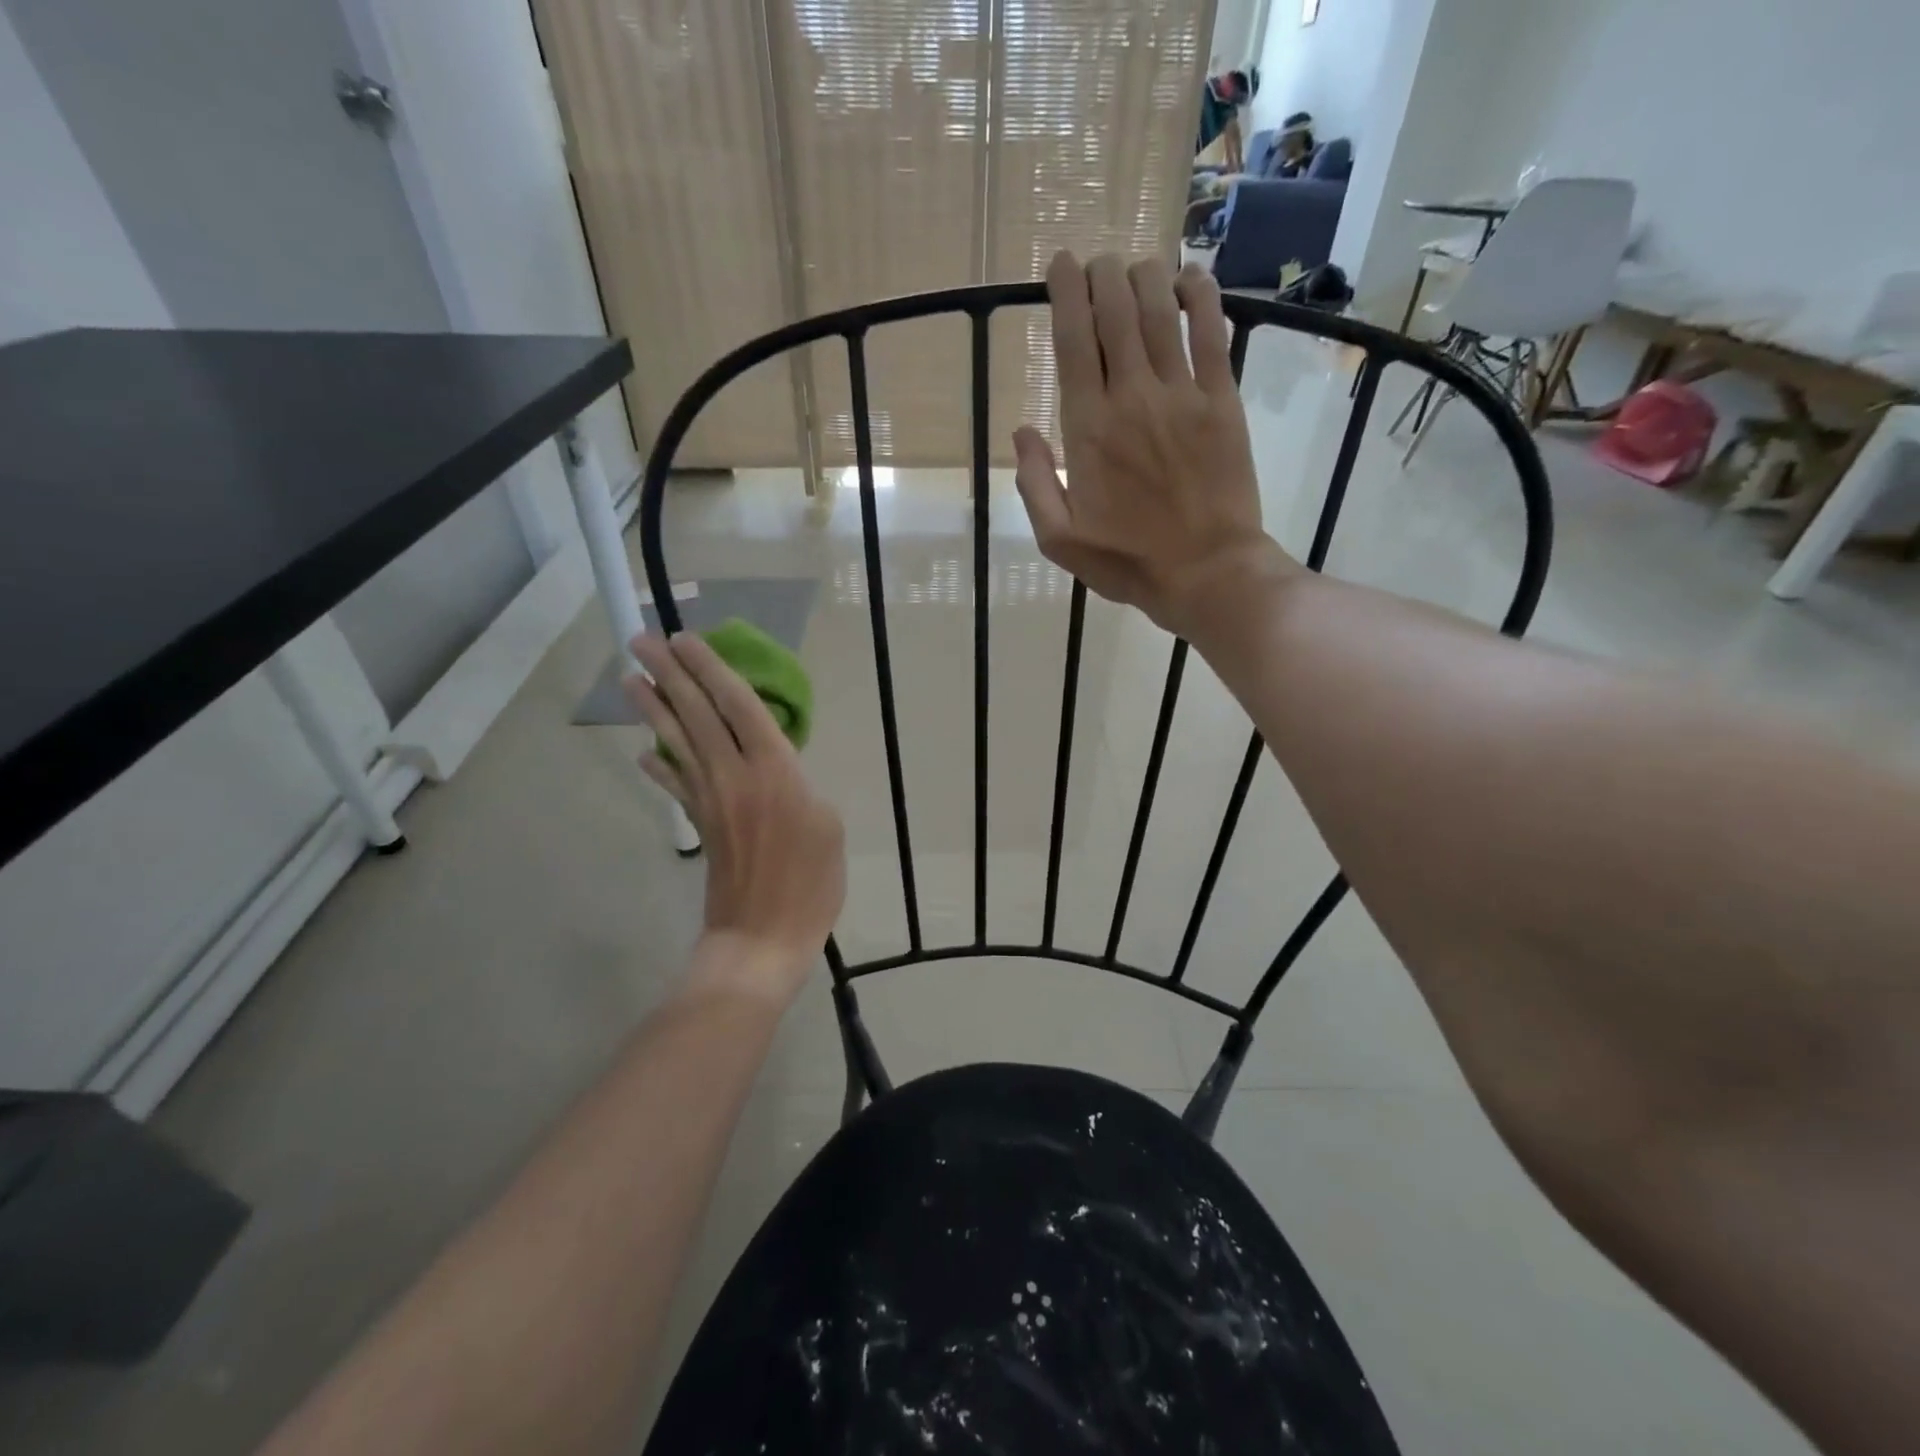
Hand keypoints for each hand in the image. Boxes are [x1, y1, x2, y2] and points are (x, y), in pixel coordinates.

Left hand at [626, 634, 844, 1001]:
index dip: (713, 670)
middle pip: (697, 714)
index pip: (738, 706)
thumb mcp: (829, 826)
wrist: (761, 938)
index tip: (688, 639)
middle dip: (670, 674)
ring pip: (676, 742)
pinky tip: (643, 754)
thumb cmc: (809, 884)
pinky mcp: (700, 824)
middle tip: (643, 640)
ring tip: (630, 678)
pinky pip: (675, 785)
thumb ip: (801, 785)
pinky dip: (658, 766)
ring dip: (652, 708)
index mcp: (774, 770)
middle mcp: (734, 775)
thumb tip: (776, 769)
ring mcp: (710, 800)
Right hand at [1013, 252, 1290, 637]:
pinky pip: (1212, 333)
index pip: (1073, 341)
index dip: (1065, 293)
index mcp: (1088, 429)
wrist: (1207, 572)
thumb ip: (1034, 484)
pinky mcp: (1222, 402)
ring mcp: (1182, 395)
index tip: (1060, 265)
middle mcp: (1132, 397)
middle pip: (1116, 312)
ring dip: (1145, 277)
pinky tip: (1191, 278)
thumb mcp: (1060, 540)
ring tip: (1136, 267)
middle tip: (1097, 264)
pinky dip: (1202, 297)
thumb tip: (1021, 432)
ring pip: (1161, 312)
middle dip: (1103, 275)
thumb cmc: (1128, 562)